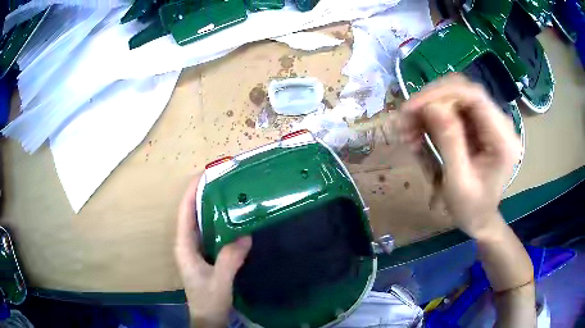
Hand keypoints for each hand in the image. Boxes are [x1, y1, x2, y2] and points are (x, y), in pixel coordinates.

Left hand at [175, 175, 251, 327]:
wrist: (208, 318)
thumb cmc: (209, 301)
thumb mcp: (220, 281)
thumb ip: (230, 259)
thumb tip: (245, 234)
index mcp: (184, 246)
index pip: (185, 212)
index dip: (192, 191)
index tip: (206, 173)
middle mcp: (187, 244)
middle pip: (192, 213)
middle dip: (203, 194)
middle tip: (223, 180)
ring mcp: (196, 250)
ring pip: (201, 222)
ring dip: (211, 207)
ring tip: (229, 193)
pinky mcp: (206, 256)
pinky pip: (211, 233)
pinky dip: (220, 222)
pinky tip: (234, 219)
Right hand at [401, 74, 521, 238]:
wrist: (480, 218)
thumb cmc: (471, 208)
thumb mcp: (458, 182)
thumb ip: (449, 143)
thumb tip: (431, 106)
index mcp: (503, 139)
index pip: (474, 96)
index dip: (441, 93)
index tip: (412, 107)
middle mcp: (499, 123)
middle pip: (462, 91)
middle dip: (431, 101)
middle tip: (405, 120)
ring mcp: (489, 122)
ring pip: (455, 97)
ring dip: (428, 110)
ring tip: (407, 131)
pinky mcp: (478, 125)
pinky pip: (452, 110)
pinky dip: (432, 118)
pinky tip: (418, 132)